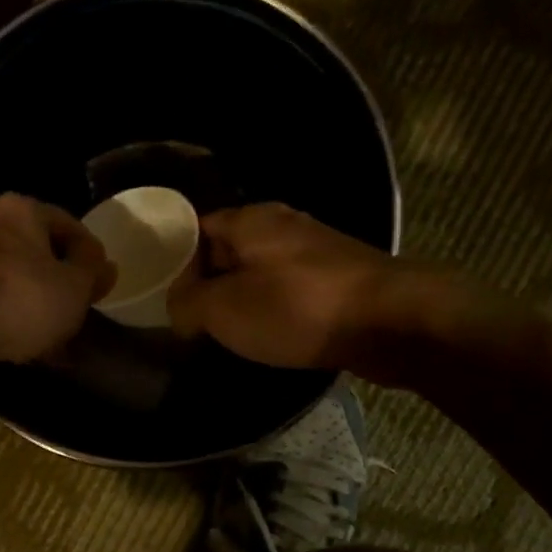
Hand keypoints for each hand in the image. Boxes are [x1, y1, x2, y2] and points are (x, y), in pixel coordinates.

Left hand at [0, 193, 116, 363]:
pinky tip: (22, 347)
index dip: (89, 254)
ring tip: (52, 337)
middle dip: (56, 281)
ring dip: (31, 304)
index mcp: (19, 211)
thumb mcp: (74, 286)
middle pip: (33, 252)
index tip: (101, 283)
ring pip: (9, 280)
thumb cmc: (23, 298)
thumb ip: (92, 272)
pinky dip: (6, 320)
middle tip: (76, 309)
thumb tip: (104, 264)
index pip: (67, 224)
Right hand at [167, 203, 469, 373]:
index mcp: (249, 220)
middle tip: (189, 315)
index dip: (175, 258)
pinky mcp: (340, 277)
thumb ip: (188, 304)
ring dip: (243, 295)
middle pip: (230, 248)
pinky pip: (291, 288)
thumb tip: (178, 307)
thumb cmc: (297, 308)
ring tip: (225, 328)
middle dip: (209, 279)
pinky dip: (274, 306)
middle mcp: (283, 224)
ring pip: (262, 270)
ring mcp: (316, 249)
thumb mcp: (224, 310)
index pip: (197, 227)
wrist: (390, 321)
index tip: (161, 290)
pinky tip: (270, 332)